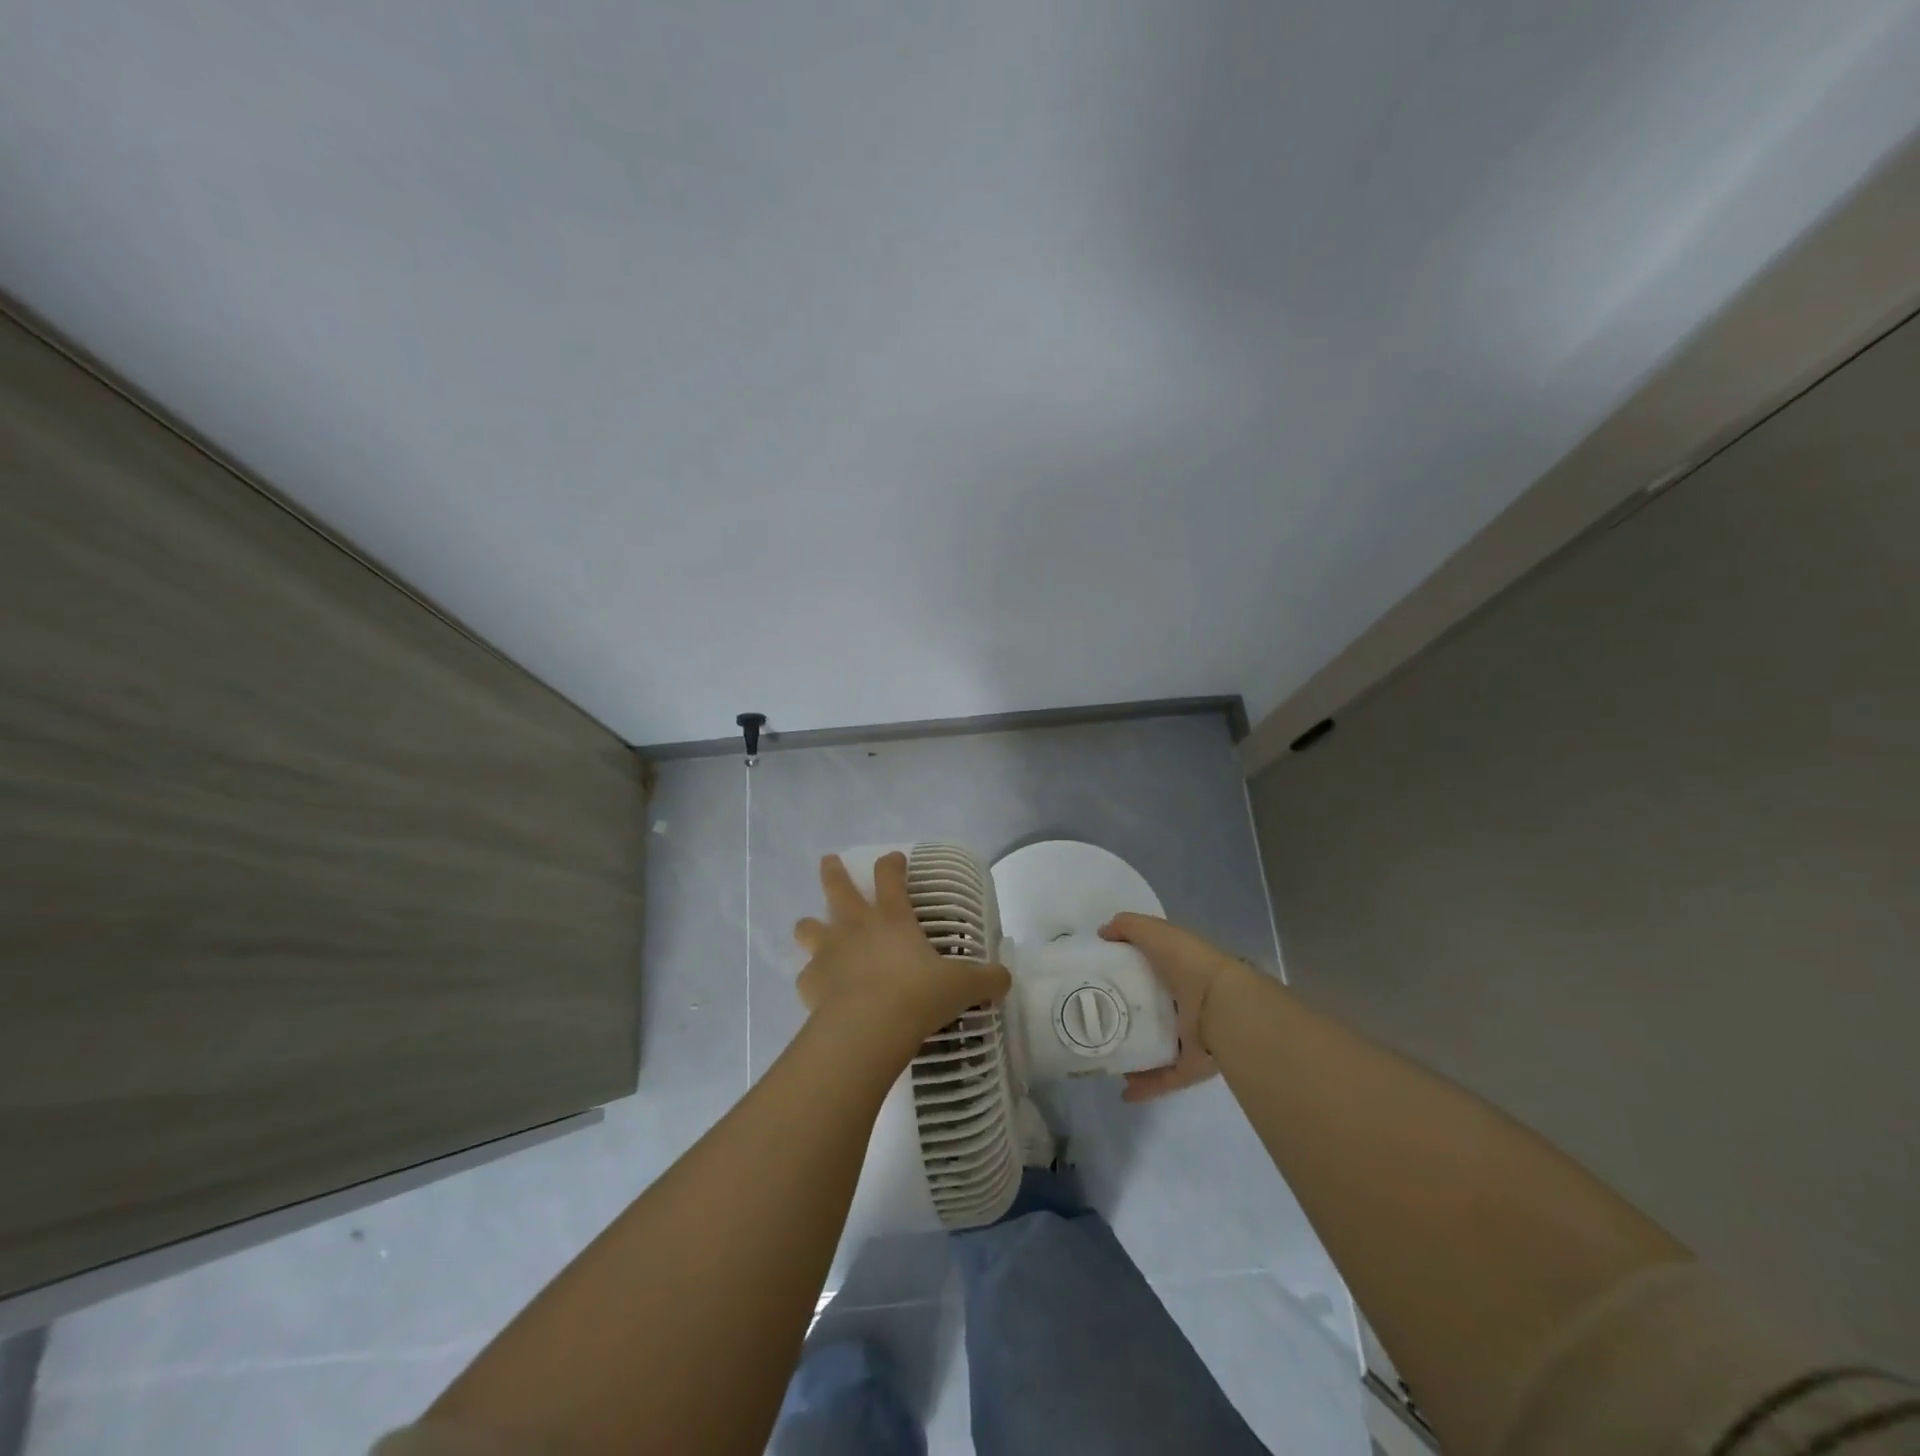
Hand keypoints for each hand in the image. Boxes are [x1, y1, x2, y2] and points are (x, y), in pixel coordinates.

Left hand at [794, 852, 1010, 1058]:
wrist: (868, 1027)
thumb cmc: (917, 995)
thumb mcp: (961, 986)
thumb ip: (985, 980)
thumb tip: (1006, 979)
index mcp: (892, 917)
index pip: (890, 876)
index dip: (892, 864)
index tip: (894, 858)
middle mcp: (855, 926)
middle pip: (837, 887)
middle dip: (833, 872)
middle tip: (828, 860)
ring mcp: (827, 951)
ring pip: (807, 926)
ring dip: (810, 925)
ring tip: (811, 928)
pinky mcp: (809, 982)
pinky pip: (806, 975)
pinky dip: (812, 979)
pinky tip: (820, 989)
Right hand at [1099, 913, 1244, 1101]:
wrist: (1223, 1007)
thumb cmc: (1189, 964)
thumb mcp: (1156, 933)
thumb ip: (1129, 927)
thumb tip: (1103, 932)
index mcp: (1182, 972)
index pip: (1154, 970)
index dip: (1130, 971)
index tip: (1101, 979)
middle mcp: (1188, 1004)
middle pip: (1155, 1010)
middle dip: (1130, 1015)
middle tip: (1098, 1019)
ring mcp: (1192, 1037)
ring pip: (1160, 1047)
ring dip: (1136, 1054)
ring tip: (1107, 1055)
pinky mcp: (1193, 1066)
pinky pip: (1166, 1078)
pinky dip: (1146, 1085)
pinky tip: (1124, 1090)